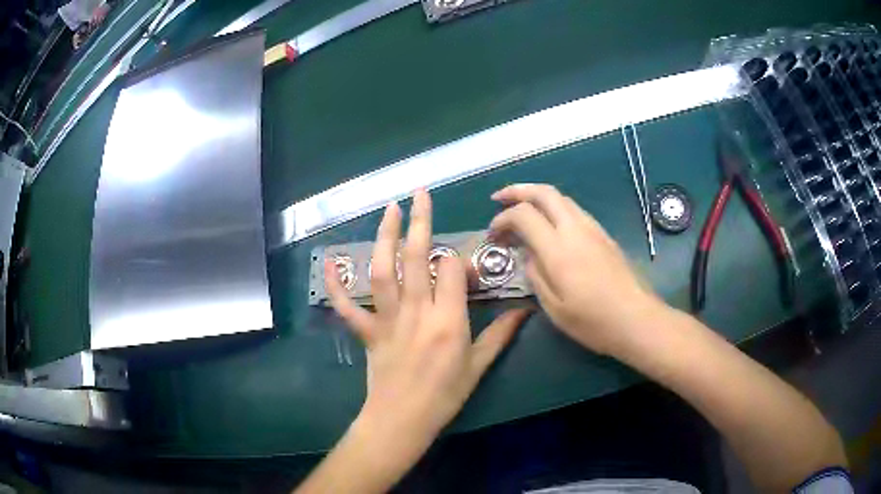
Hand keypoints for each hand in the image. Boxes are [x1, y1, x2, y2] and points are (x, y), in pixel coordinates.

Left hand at [326, 190, 529, 452]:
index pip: (452, 271)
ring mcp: (387, 320)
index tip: (463, 261)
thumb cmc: (445, 397)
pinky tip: (330, 261)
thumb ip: (500, 335)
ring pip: (382, 271)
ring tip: (388, 210)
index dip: (459, 258)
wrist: (402, 421)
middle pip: (416, 259)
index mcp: (448, 321)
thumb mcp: (478, 367)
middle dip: (419, 223)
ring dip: (384, 238)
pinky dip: (336, 284)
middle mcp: (417, 312)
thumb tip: (525, 310)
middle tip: (419, 194)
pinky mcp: (367, 331)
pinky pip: (347, 306)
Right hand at [489, 184, 663, 355]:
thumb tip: (529, 254)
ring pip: (561, 198)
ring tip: (522, 211)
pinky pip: (574, 210)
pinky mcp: (604, 235)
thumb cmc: (593, 321)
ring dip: (537, 197)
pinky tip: (549, 226)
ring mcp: (593, 229)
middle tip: (499, 199)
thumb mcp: (554, 307)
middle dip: (517, 190)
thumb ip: (535, 275)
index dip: (502, 219)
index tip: (493, 236)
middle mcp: (575, 229)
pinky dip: (554, 208)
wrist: (636, 319)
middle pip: (544, 192)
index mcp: (558, 249)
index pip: (523, 214)